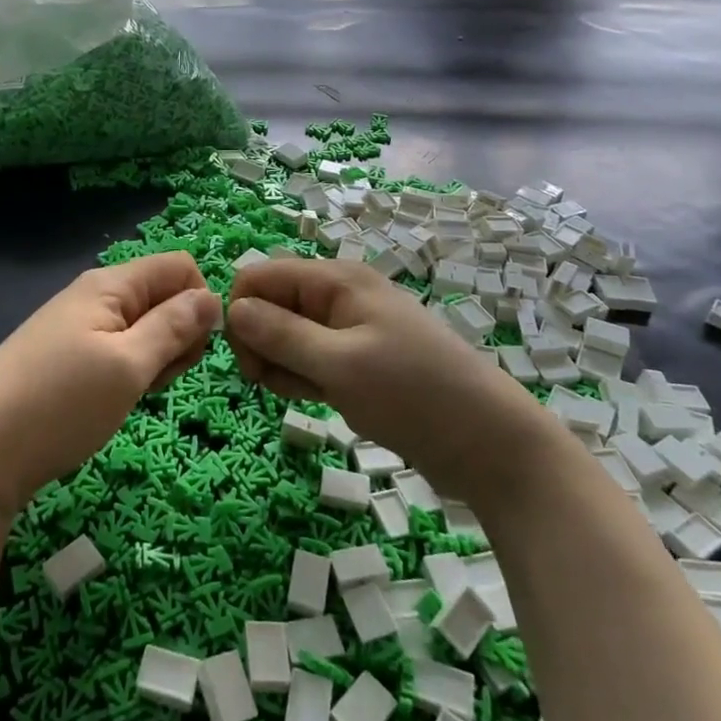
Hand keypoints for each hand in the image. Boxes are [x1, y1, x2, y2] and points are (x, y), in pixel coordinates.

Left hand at [0, 253, 221, 521]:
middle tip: (158, 378)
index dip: (198, 302)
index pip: (179, 266)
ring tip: (134, 394)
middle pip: (163, 297)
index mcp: (111, 284)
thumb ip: (174, 327)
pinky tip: (115, 402)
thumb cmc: (59, 403)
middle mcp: (96, 296)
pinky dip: (130, 374)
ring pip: (144, 329)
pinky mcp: (68, 359)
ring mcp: (79, 328)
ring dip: (156, 360)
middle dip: (178, 336)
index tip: (192, 349)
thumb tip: (213, 297)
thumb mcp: (128, 365)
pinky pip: (119, 352)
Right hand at [225, 259, 540, 498]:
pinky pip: (310, 358)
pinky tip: (322, 399)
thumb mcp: (340, 364)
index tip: (250, 362)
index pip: (260, 276)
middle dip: (262, 343)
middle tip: (277, 385)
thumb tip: (232, 309)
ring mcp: (349, 328)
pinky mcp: (357, 360)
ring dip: (283, 366)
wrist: (489, 443)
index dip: (243, 314)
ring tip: (311, 395)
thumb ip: (281, 334)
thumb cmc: (413, 395)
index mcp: (336, 280)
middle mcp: (339, 295)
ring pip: (287, 335)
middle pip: (270, 305)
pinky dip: (304, 378)